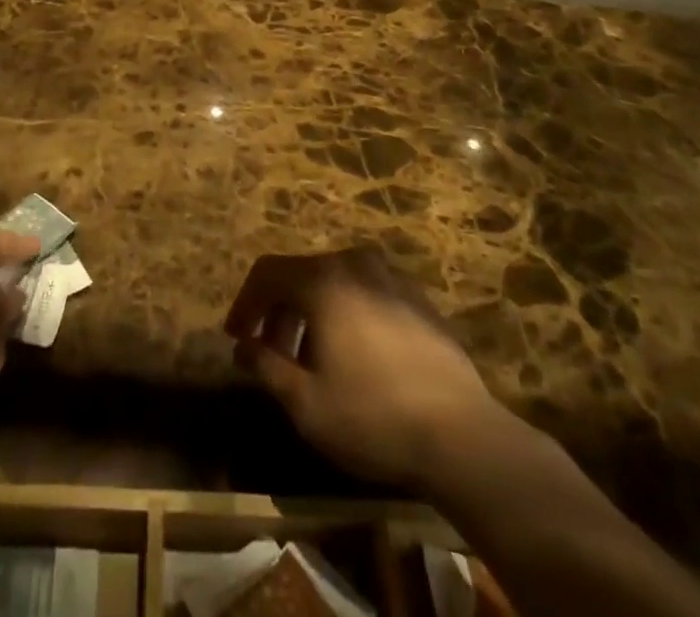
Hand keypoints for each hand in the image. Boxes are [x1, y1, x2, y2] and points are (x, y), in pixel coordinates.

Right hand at [224, 247, 501, 492]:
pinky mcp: (416, 296)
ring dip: (312, 312)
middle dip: (278, 311)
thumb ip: (266, 367)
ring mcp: (390, 276)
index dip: (245, 303)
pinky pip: (365, 290)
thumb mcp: (306, 403)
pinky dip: (345, 311)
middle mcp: (354, 263)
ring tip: (312, 359)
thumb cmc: (373, 417)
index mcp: (322, 280)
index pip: (267, 273)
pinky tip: (354, 353)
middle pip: (301, 274)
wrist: (462, 435)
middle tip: (271, 355)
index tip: (237, 338)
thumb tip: (243, 347)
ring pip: (334, 281)